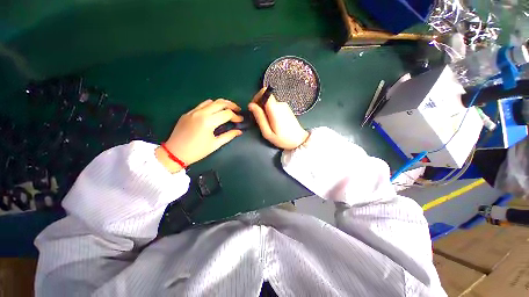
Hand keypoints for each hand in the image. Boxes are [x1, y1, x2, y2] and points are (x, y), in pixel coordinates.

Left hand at [156, 99, 243, 172]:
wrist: (175, 153)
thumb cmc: (197, 151)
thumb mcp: (215, 144)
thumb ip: (229, 136)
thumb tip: (239, 131)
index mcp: (208, 122)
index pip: (227, 114)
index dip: (236, 116)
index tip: (241, 120)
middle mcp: (201, 113)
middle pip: (220, 103)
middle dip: (231, 105)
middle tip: (238, 110)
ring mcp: (193, 111)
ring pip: (211, 101)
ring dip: (222, 103)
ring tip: (228, 109)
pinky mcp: (188, 112)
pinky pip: (202, 104)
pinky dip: (211, 105)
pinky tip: (215, 111)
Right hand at [248, 88, 308, 149]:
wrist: (299, 141)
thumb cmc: (283, 139)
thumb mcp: (267, 132)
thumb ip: (259, 118)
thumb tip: (251, 105)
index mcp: (275, 109)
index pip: (264, 92)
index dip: (257, 97)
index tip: (253, 108)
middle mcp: (280, 104)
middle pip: (266, 97)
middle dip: (259, 105)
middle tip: (258, 117)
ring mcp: (284, 105)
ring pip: (269, 102)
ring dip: (264, 109)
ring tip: (265, 122)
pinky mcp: (286, 108)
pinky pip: (274, 106)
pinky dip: (269, 111)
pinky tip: (271, 121)